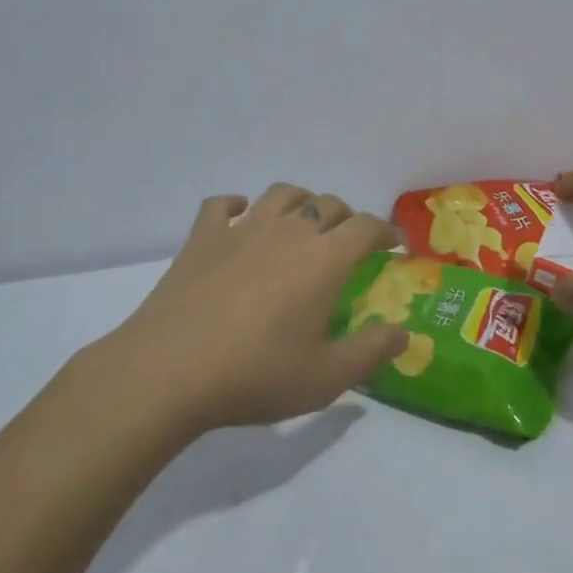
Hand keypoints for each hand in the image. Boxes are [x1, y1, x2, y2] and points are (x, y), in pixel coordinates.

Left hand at [79, 184, 409, 430]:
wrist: (168, 372)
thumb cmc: (256, 374)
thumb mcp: (326, 377)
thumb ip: (371, 352)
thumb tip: (404, 333)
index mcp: (324, 259)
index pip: (367, 227)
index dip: (386, 231)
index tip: (394, 244)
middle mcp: (288, 232)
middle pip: (328, 205)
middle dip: (347, 218)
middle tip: (349, 243)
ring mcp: (241, 230)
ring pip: (282, 194)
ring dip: (301, 202)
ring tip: (303, 222)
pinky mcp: (201, 238)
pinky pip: (222, 205)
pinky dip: (237, 205)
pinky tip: (240, 217)